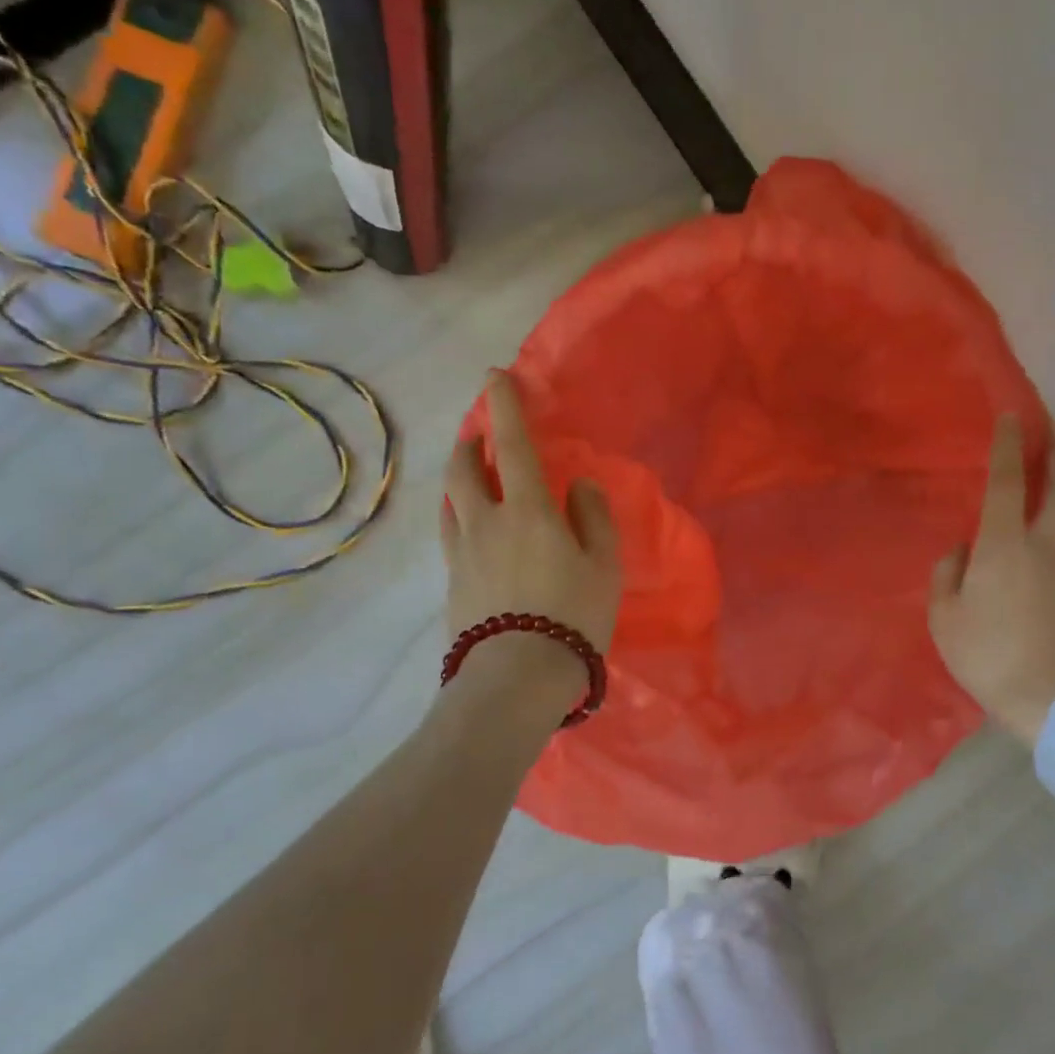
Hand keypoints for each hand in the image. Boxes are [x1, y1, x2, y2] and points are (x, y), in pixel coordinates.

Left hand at [442, 371, 621, 676]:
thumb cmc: (572, 616)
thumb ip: (593, 518)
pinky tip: (469, 526)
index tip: (496, 376)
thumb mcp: (604, 566)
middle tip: (480, 433)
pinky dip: (458, 514)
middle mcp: (486, 522)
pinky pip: (450, 533)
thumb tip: (580, 486)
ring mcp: (462, 553)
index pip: (511, 446)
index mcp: (528, 511)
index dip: (504, 406)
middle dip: (470, 442)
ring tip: (472, 475)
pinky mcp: (452, 582)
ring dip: (459, 477)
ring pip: (450, 500)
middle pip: (464, 469)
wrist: (517, 677)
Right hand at [930, 414, 1054, 746]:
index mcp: (1004, 546)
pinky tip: (1049, 554)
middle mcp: (1045, 546)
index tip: (1012, 418)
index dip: (1008, 447)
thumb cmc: (988, 655)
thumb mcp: (944, 618)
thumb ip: (947, 576)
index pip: (1007, 483)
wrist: (1052, 702)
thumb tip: (962, 552)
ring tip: (1052, 501)